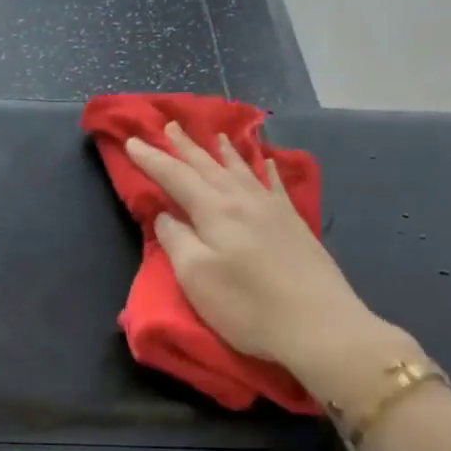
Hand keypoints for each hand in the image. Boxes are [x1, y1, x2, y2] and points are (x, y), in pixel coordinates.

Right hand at [125, 124, 418, 406]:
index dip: (152, 159)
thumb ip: (176, 240)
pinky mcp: (294, 225)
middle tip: (169, 125)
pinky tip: (267, 161)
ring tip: (215, 135)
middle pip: (208, 166)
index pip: (175, 176)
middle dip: (186, 146)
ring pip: (242, 170)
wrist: (319, 326)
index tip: (132, 141)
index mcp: (215, 211)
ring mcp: (273, 210)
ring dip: (223, 152)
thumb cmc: (247, 306)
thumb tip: (166, 216)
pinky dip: (266, 169)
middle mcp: (244, 200)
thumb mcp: (196, 276)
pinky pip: (275, 185)